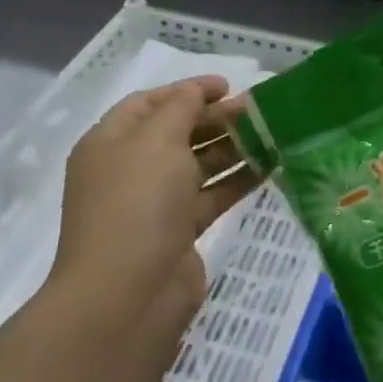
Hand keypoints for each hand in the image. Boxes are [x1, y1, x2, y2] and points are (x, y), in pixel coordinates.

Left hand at [50, 77, 260, 325]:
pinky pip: (212, 195)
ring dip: (233, 147)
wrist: (128, 294)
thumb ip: (181, 107)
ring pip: (198, 164)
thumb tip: (196, 93)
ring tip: (272, 134)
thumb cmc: (137, 203)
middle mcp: (130, 170)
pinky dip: (238, 180)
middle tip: (258, 111)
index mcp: (110, 143)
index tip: (228, 87)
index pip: (148, 104)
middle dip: (216, 118)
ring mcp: (154, 204)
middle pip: (177, 133)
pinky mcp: (179, 232)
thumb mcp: (157, 140)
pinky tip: (270, 167)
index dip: (187, 90)